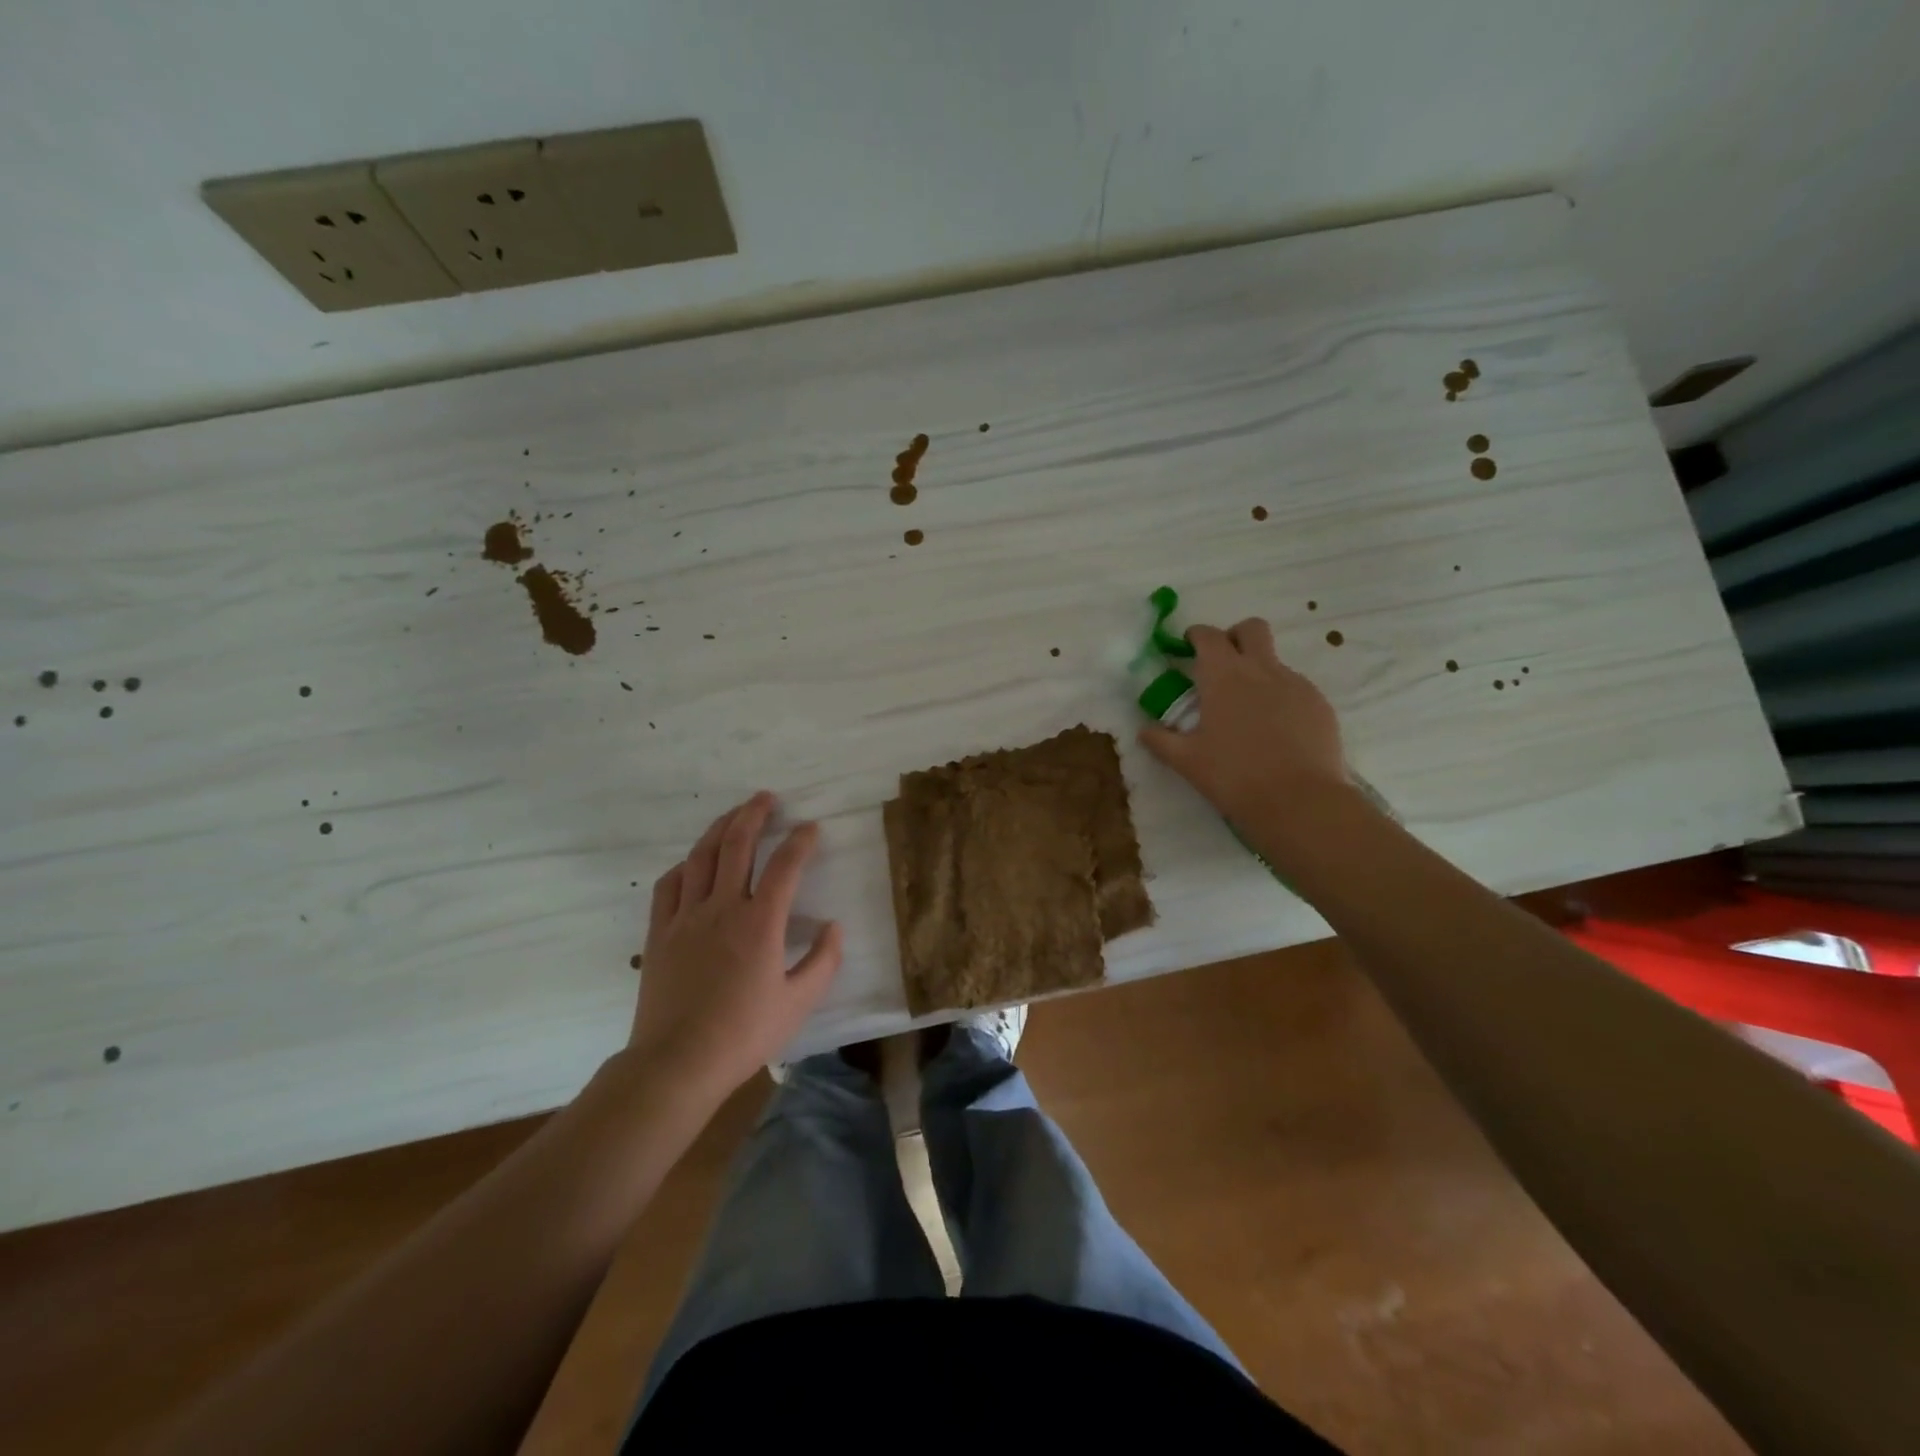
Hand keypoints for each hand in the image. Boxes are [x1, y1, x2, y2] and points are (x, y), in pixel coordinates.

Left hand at [628, 792, 842, 1099]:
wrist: (676, 1062)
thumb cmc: (743, 1034)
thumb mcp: (799, 1003)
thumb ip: (824, 961)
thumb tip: (833, 926)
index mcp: (761, 923)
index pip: (785, 866)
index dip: (801, 841)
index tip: (811, 828)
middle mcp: (723, 908)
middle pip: (737, 845)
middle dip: (754, 814)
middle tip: (767, 798)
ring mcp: (686, 917)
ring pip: (702, 856)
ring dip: (720, 828)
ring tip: (734, 814)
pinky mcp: (659, 932)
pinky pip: (669, 885)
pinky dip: (685, 864)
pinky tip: (694, 862)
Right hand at [1139, 618, 1348, 819]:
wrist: (1299, 801)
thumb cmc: (1234, 776)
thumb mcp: (1187, 761)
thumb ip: (1161, 740)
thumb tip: (1144, 730)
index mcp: (1223, 677)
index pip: (1208, 636)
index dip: (1196, 636)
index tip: (1188, 647)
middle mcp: (1261, 670)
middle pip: (1251, 629)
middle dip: (1235, 636)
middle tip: (1223, 663)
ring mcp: (1296, 684)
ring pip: (1275, 661)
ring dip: (1258, 671)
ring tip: (1249, 711)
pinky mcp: (1319, 704)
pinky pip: (1296, 688)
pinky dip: (1281, 697)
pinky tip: (1277, 731)